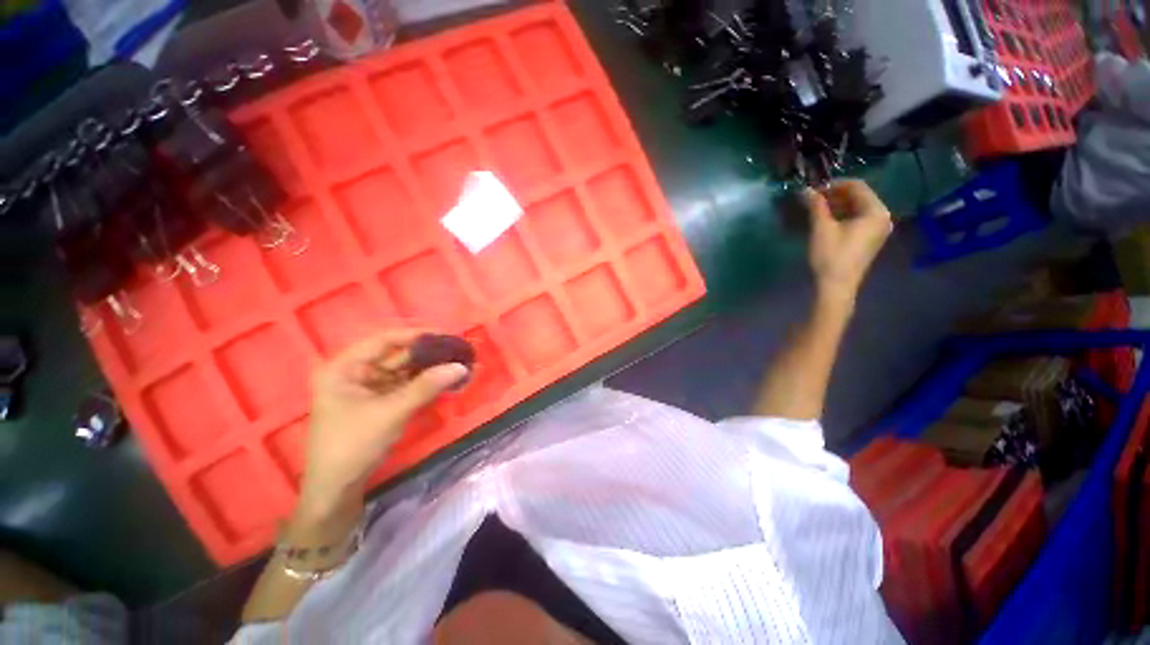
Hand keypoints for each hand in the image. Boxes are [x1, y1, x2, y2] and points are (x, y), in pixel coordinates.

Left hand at [300, 330, 468, 511]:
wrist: (336, 491)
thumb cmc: (353, 445)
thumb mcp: (391, 412)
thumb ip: (427, 386)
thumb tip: (461, 366)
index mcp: (345, 368)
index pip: (384, 340)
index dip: (416, 335)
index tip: (446, 335)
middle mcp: (356, 373)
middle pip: (397, 355)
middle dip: (429, 354)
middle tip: (458, 351)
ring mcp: (368, 389)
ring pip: (405, 372)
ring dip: (431, 369)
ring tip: (458, 364)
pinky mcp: (380, 404)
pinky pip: (406, 387)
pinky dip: (426, 385)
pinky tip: (446, 381)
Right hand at [804, 180, 892, 305]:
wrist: (836, 286)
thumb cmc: (831, 256)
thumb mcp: (821, 228)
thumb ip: (816, 206)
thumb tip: (806, 189)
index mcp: (876, 211)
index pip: (857, 186)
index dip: (834, 185)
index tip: (813, 189)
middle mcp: (882, 217)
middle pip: (858, 197)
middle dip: (835, 195)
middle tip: (813, 199)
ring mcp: (877, 229)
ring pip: (857, 208)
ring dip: (836, 205)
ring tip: (816, 209)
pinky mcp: (869, 239)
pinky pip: (857, 219)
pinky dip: (842, 216)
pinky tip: (825, 220)